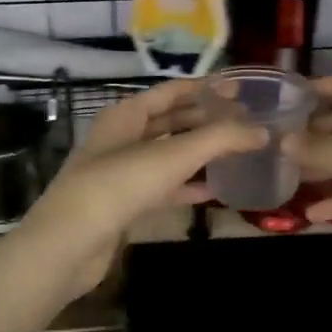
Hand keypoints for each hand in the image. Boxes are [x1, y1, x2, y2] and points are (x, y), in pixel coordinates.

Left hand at [20, 78, 264, 292]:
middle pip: (170, 121)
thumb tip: (263, 131)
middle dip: (206, 120)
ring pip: (167, 154)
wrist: (68, 243)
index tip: (240, 90)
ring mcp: (119, 171)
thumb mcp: (173, 156)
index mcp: (126, 114)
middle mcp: (121, 136)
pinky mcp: (122, 203)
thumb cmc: (119, 185)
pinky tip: (212, 192)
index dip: (206, 88)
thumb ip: (220, 140)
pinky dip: (185, 186)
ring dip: (198, 153)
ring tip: (235, 153)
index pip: (172, 91)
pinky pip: (161, 186)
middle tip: (244, 123)